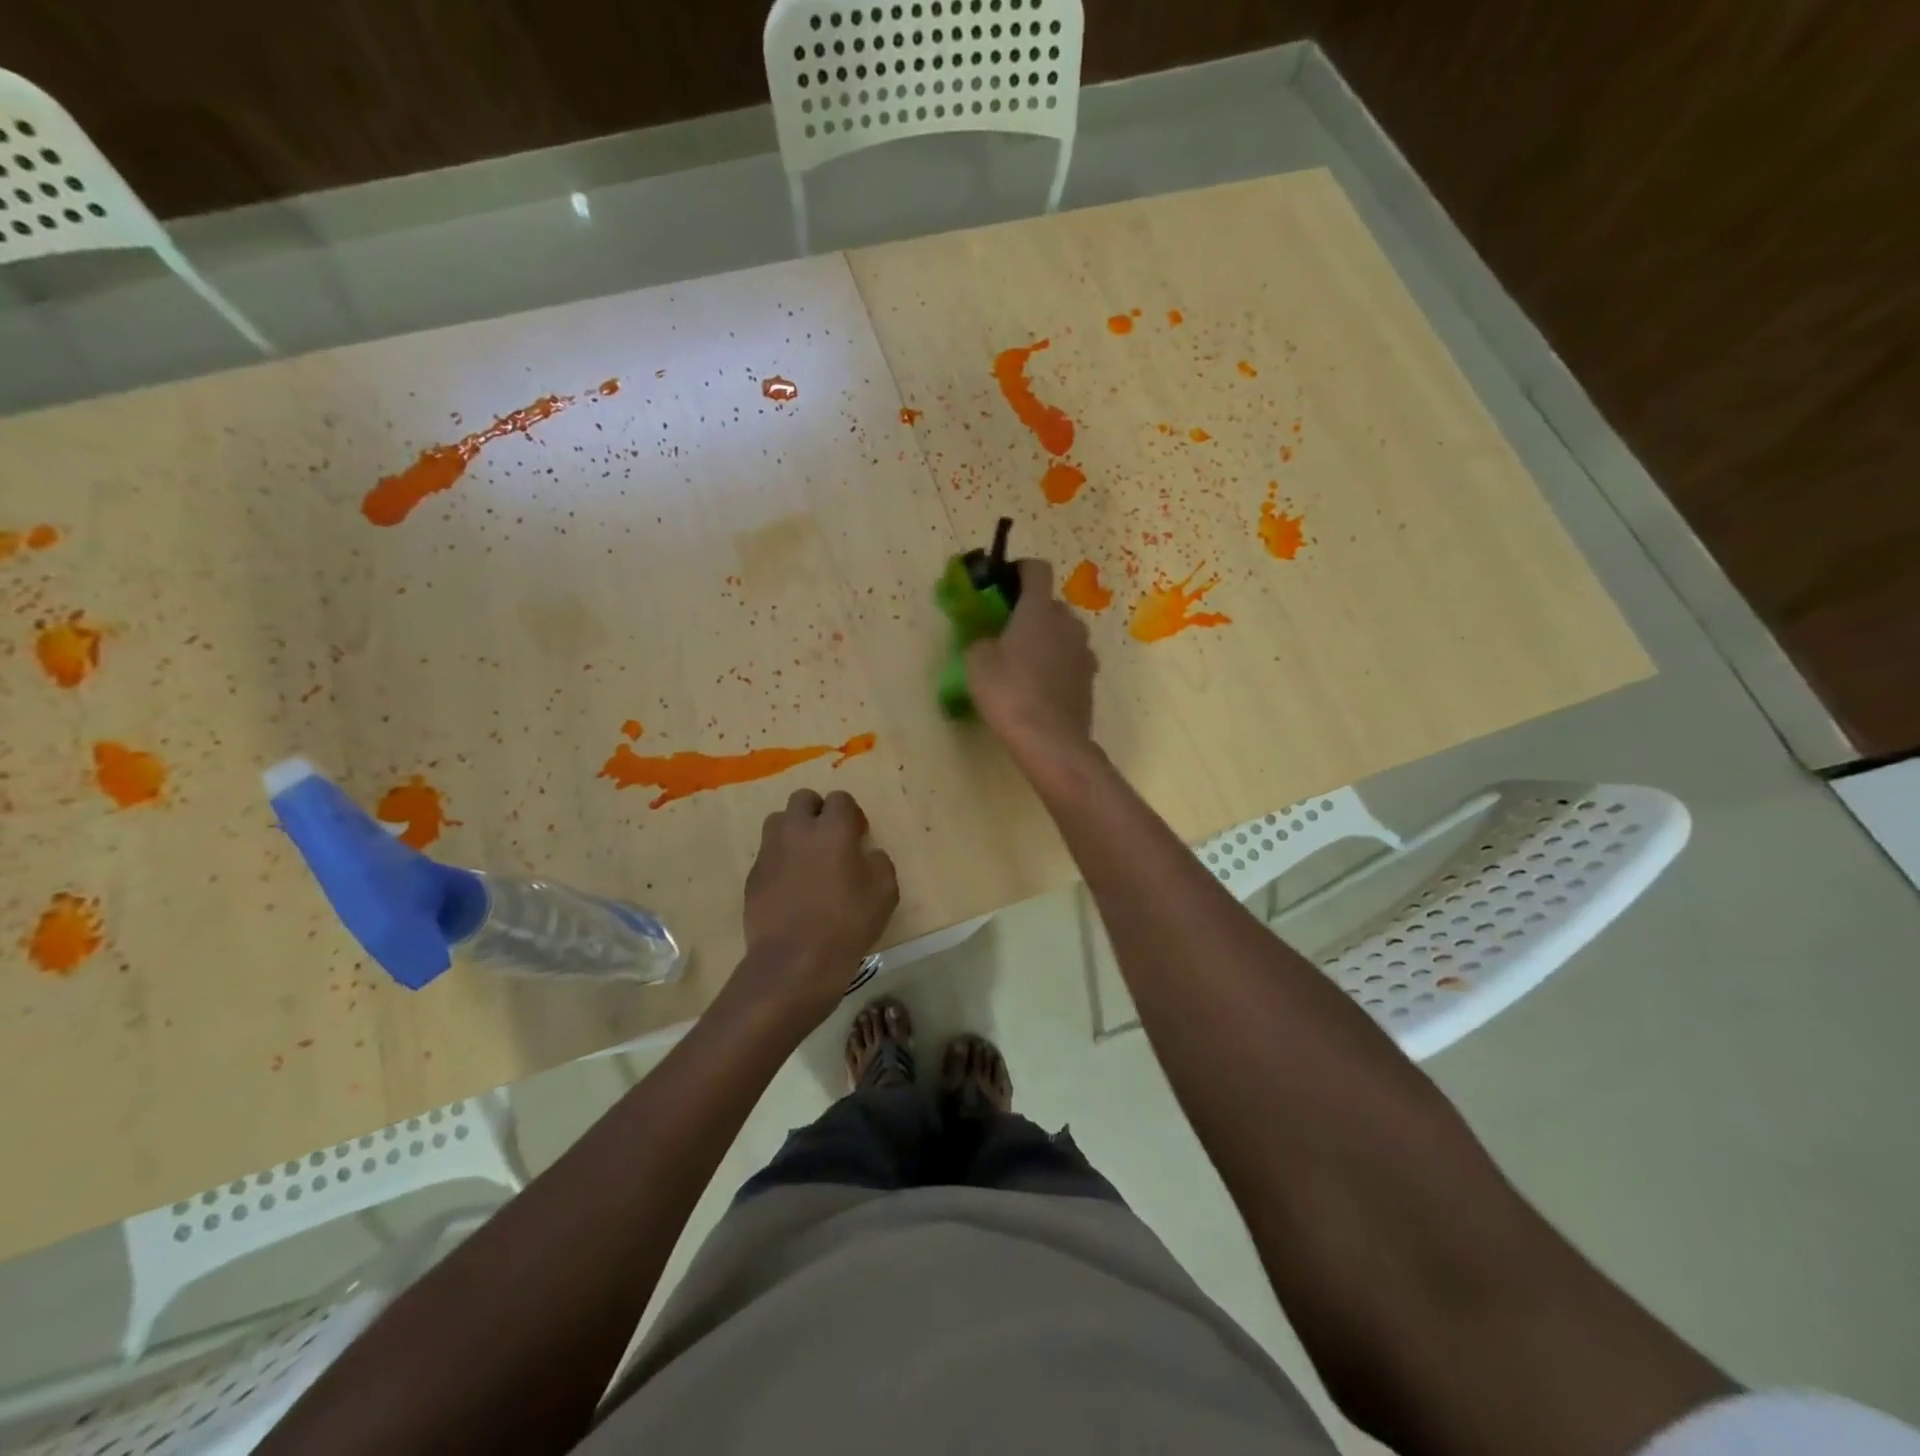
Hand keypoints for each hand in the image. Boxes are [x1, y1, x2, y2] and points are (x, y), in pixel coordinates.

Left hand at [739, 788, 898, 1015]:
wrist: (794, 961)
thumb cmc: (847, 924)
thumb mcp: (885, 893)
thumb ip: (879, 863)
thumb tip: (867, 855)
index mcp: (833, 829)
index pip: (840, 799)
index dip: (851, 814)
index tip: (858, 836)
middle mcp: (798, 830)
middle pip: (803, 799)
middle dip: (817, 812)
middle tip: (830, 839)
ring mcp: (770, 851)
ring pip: (779, 822)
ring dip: (794, 831)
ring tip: (806, 859)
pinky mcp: (753, 875)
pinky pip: (768, 854)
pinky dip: (780, 861)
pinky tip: (791, 888)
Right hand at [965, 558, 1098, 760]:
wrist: (1050, 740)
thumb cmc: (1009, 694)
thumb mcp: (977, 664)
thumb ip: (981, 641)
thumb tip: (990, 642)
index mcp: (1039, 610)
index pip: (1037, 570)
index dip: (1020, 570)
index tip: (1004, 583)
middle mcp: (1068, 623)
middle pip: (1050, 604)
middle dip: (1031, 612)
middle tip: (1007, 633)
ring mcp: (1084, 651)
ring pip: (1063, 633)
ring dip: (1047, 639)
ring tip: (1024, 663)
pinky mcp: (1090, 678)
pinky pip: (1071, 659)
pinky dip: (1057, 664)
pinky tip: (1040, 687)